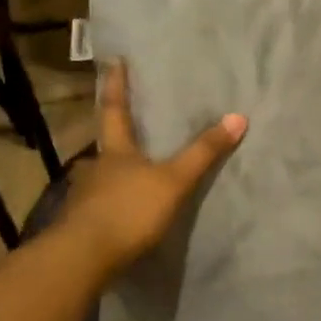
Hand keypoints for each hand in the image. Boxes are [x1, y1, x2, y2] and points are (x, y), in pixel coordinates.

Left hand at [54, 59, 245, 276]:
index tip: (114, 61)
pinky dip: (112, 204)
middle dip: (118, 137)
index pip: (114, 109)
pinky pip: (101, 206)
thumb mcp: (174, 181)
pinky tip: (123, 212)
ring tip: (133, 175)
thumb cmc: (128, 210)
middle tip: (132, 128)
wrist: (82, 259)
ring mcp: (84, 198)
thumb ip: (204, 153)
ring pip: (102, 177)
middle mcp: (95, 168)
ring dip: (115, 174)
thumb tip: (238, 116)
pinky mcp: (82, 226)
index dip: (115, 85)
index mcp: (115, 151)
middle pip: (107, 145)